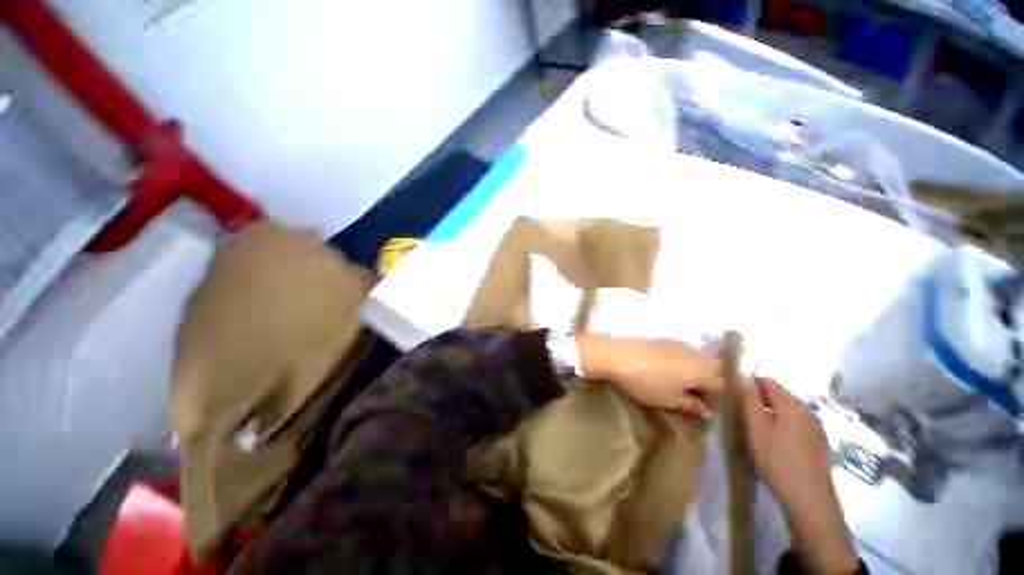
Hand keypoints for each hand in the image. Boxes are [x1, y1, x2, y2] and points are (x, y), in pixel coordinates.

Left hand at [575, 334, 721, 419]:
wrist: (619, 355)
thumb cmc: (646, 381)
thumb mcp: (669, 400)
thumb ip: (690, 406)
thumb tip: (705, 411)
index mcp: (702, 371)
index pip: (722, 386)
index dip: (716, 401)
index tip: (704, 412)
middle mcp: (695, 354)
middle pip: (714, 369)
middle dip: (710, 384)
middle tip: (696, 397)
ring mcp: (679, 344)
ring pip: (699, 359)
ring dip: (697, 373)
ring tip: (683, 386)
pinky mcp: (664, 340)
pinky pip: (684, 352)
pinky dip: (684, 363)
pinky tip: (669, 371)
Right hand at [742, 377, 859, 574]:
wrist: (811, 502)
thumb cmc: (778, 463)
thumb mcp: (757, 430)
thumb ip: (749, 401)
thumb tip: (741, 375)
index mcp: (792, 404)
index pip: (767, 381)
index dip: (749, 384)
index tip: (734, 396)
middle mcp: (807, 410)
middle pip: (778, 394)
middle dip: (759, 398)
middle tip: (741, 414)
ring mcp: (816, 426)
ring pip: (787, 408)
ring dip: (770, 412)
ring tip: (755, 428)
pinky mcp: (818, 440)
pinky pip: (796, 421)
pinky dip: (782, 423)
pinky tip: (774, 441)